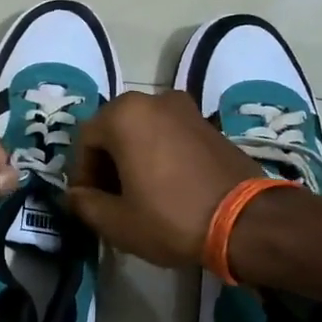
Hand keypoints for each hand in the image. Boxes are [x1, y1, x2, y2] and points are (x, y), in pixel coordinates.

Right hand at [64, 90, 258, 267]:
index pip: (85, 140)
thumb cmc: (171, 218)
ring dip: (132, 157)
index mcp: (124, 115)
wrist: (247, 221)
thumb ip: (85, 204)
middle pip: (114, 130)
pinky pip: (168, 134)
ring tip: (138, 194)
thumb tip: (74, 195)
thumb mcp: (117, 221)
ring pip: (142, 131)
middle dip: (106, 163)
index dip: (82, 173)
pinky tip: (165, 186)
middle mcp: (153, 100)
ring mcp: (185, 108)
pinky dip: (158, 154)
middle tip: (111, 198)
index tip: (89, 202)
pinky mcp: (208, 123)